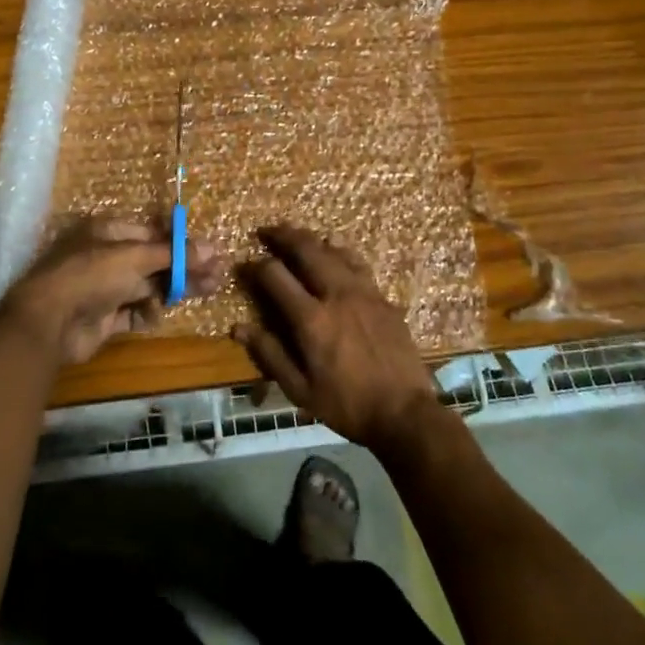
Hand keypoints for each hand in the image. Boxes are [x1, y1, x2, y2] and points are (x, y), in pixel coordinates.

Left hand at [0, 217, 225, 366]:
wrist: (48, 322)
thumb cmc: (91, 275)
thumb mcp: (135, 257)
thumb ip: (173, 255)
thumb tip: (213, 248)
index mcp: (107, 232)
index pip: (152, 233)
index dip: (181, 243)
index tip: (209, 252)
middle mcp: (105, 256)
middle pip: (153, 261)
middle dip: (184, 268)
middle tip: (218, 276)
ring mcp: (103, 288)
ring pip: (147, 286)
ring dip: (172, 290)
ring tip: (206, 292)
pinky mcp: (103, 317)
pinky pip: (133, 312)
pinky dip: (146, 313)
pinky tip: (156, 314)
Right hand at [234, 225, 439, 450]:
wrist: (405, 413)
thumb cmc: (347, 406)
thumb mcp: (300, 390)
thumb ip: (270, 354)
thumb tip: (239, 328)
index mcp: (311, 319)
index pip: (275, 276)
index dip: (255, 266)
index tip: (245, 265)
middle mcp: (336, 295)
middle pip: (306, 250)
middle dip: (283, 236)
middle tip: (267, 230)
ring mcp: (364, 293)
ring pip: (334, 251)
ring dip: (312, 239)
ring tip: (298, 235)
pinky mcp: (383, 298)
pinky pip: (358, 264)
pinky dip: (341, 252)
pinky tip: (336, 252)